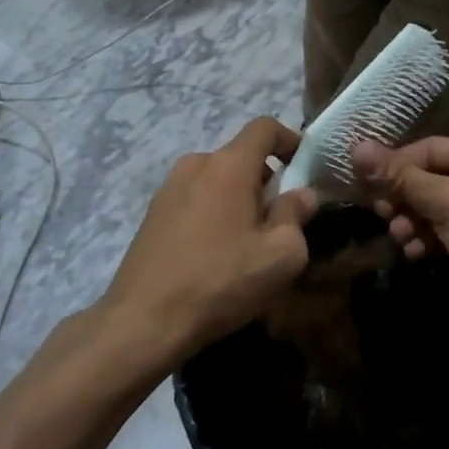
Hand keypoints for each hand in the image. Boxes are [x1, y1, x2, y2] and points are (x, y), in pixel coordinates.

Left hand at [105, 118, 318, 359]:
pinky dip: (213, 213)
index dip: (289, 139)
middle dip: (266, 180)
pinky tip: (215, 255)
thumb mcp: (280, 255)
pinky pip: (195, 200)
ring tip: (247, 242)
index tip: (304, 166)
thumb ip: (296, 216)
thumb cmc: (221, 281)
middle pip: (240, 156)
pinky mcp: (152, 214)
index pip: (264, 127)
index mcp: (228, 165)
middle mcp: (196, 165)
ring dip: (238, 199)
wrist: (143, 321)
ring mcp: (168, 188)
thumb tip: (301, 195)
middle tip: (280, 220)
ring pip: (216, 180)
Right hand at [351, 137, 448, 329]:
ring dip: (415, 221)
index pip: (430, 148)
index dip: (396, 165)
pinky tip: (417, 253)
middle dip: (405, 198)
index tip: (367, 185)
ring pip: (441, 207)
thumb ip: (401, 177)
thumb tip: (356, 147)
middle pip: (434, 177)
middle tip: (382, 215)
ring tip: (400, 238)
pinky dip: (433, 238)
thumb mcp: (446, 201)